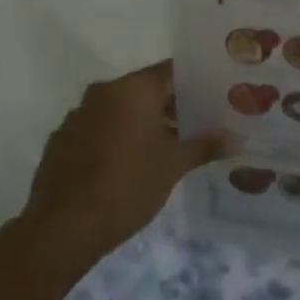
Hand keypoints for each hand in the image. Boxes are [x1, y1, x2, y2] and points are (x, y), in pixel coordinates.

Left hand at [20, 61, 234, 266]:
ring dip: (143, 123)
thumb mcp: (173, 166)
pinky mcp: (62, 140)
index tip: (214, 95)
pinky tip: (130, 164)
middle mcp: (102, 93)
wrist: (62, 228)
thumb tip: (238, 137)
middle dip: (171, 106)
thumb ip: (205, 145)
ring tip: (169, 147)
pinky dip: (117, 138)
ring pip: (120, 110)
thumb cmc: (127, 186)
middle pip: (145, 90)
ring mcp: (78, 115)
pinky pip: (98, 128)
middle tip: (199, 123)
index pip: (170, 72)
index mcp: (132, 89)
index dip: (195, 82)